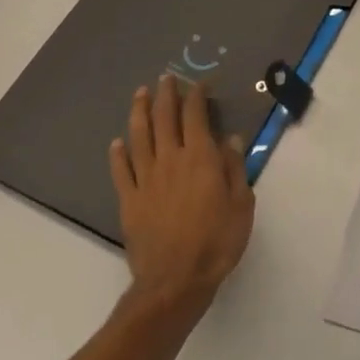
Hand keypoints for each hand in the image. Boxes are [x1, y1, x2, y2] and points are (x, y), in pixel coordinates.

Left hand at [109, 74, 254, 311]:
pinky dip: (118, 154)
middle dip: (166, 95)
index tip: (198, 83)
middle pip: (165, 119)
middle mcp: (171, 160)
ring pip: (139, 137)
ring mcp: (146, 179)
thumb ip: (234, 168)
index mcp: (200, 158)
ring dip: (139, 113)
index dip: (196, 96)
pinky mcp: (129, 200)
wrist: (175, 281)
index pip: (196, 117)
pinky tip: (117, 143)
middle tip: (165, 78)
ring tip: (140, 95)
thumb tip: (229, 138)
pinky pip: (121, 170)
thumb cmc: (217, 241)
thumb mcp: (241, 204)